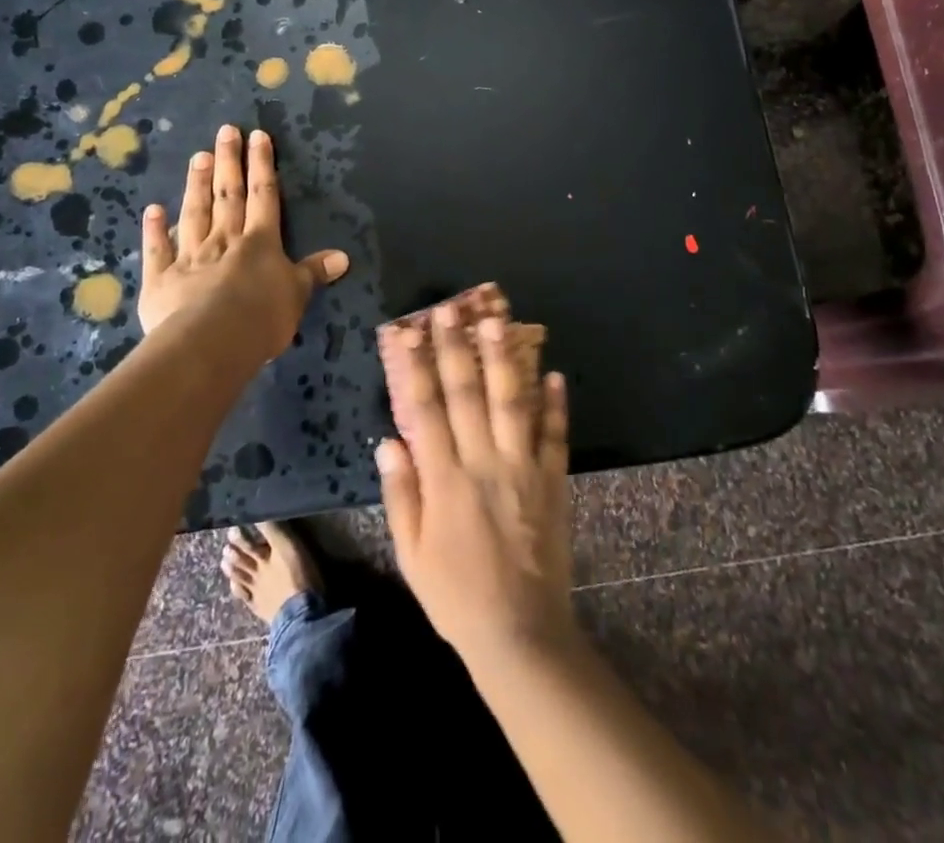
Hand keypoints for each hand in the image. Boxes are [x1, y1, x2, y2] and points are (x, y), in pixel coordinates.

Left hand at [138, 125, 348, 363]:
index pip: (263, 195)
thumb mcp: (297, 295)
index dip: (262, 165)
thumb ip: (313, 273)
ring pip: (194, 213)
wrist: (210, 342)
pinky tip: (153, 209)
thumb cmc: (262, 317)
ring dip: (196, 184)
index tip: (258, 136)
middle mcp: (224, 240)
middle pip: (227, 195)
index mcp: (260, 242)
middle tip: (224, 131)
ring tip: (197, 156)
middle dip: (228, 161)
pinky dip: (155, 229)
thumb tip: (342, 257)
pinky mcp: (161, 279)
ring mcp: (190, 257)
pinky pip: (158, 249)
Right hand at [376, 300, 574, 667]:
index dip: (416, 368)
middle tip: (450, 310)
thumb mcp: (411, 553)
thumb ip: (401, 493)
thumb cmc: (455, 595)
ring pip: (512, 403)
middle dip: (456, 348)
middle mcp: (483, 463)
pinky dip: (556, 404)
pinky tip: (555, 372)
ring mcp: (522, 469)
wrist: (519, 633)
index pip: (426, 410)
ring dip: (504, 360)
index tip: (407, 333)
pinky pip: (555, 435)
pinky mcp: (552, 481)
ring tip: (498, 321)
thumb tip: (387, 440)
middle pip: (467, 394)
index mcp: (444, 480)